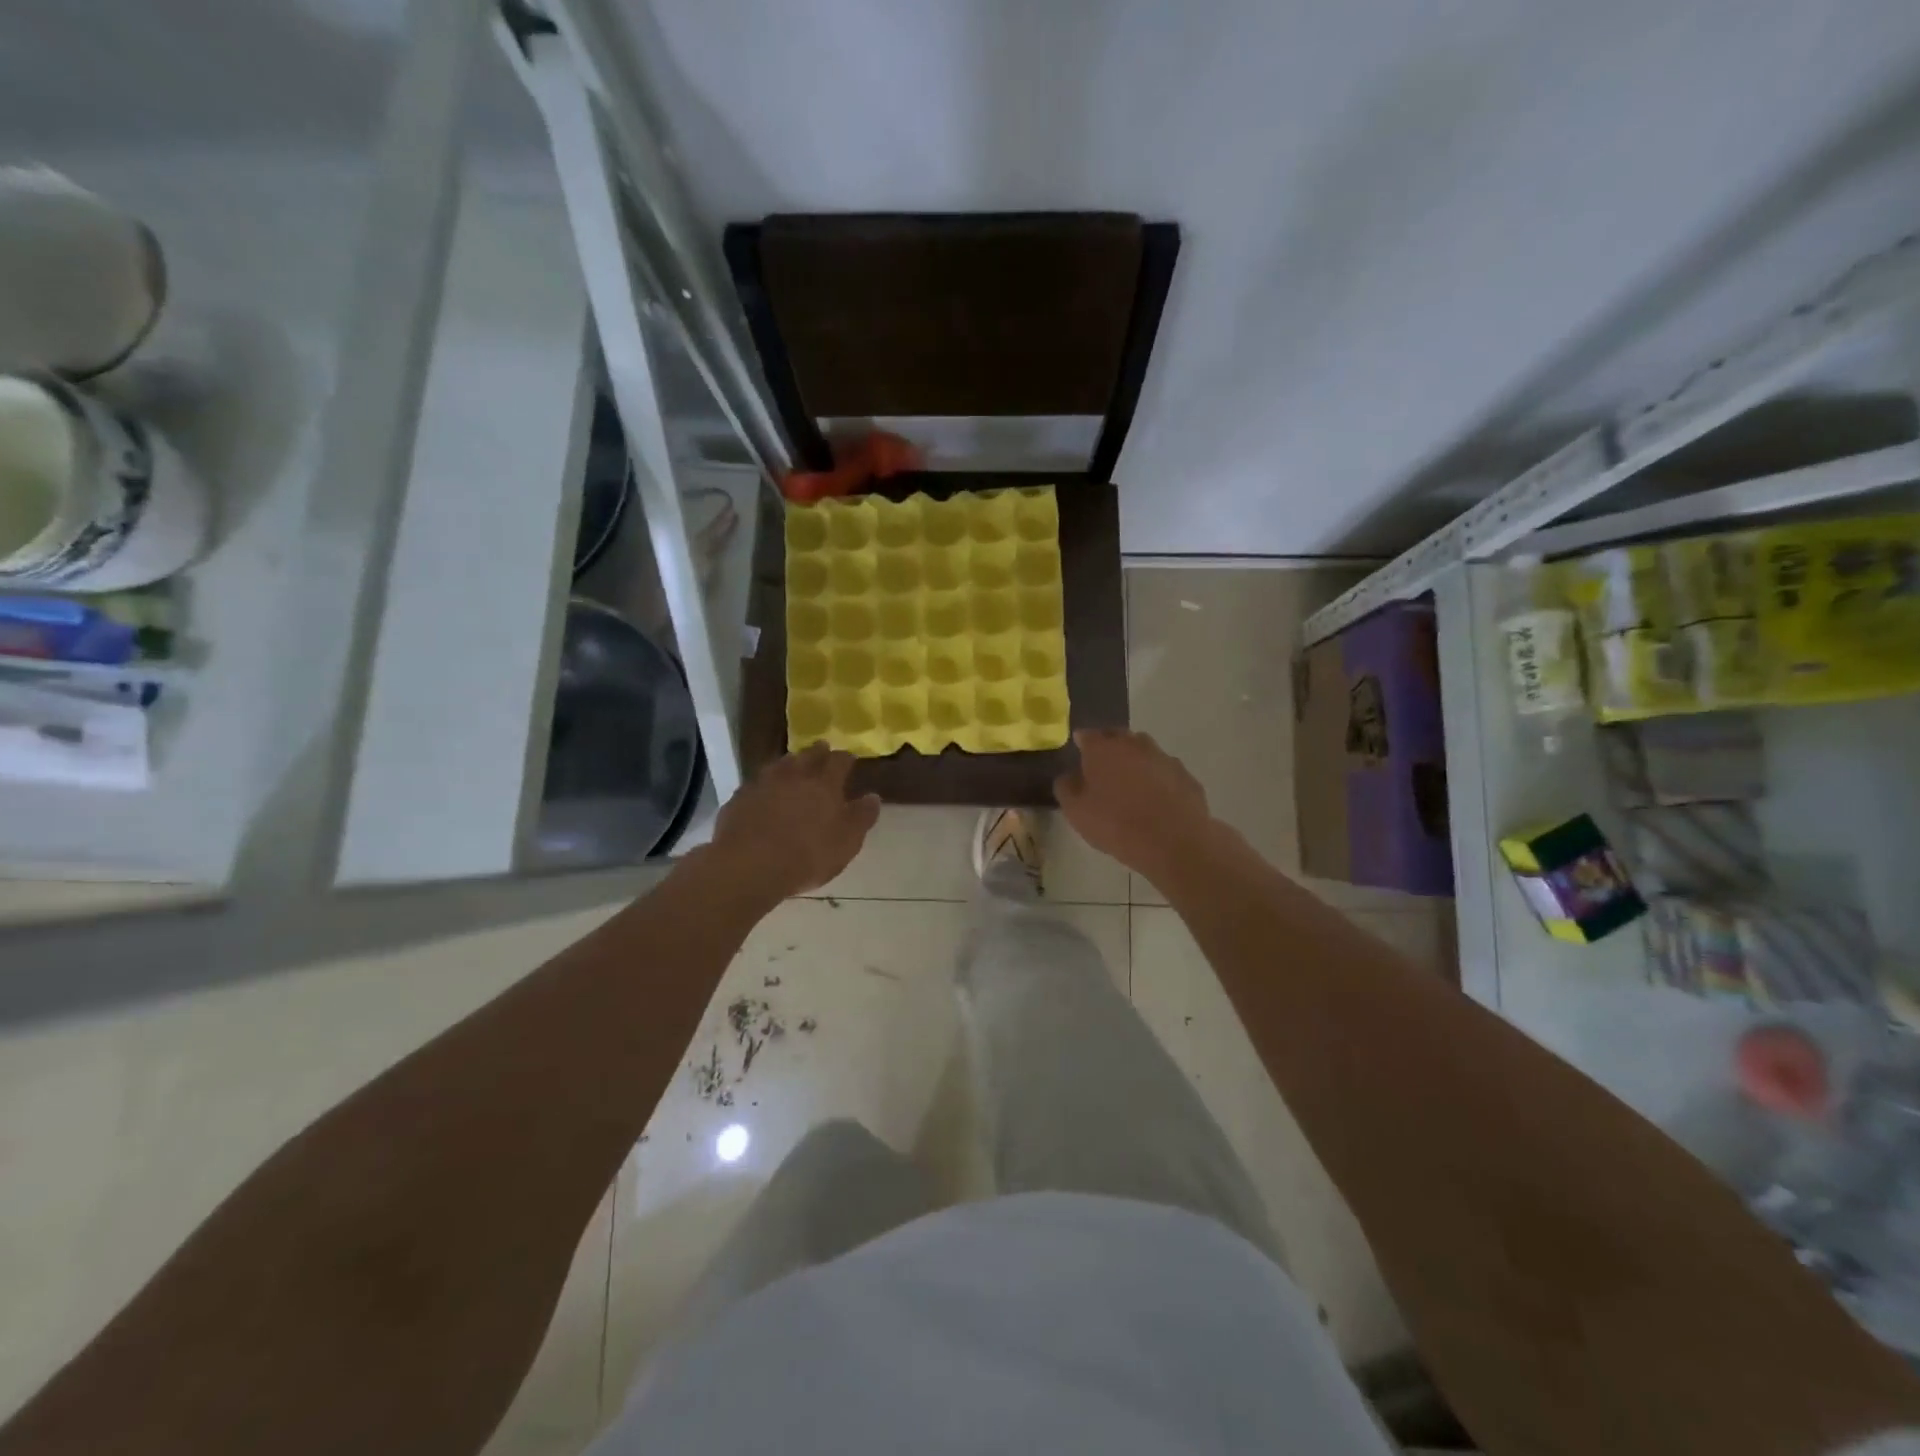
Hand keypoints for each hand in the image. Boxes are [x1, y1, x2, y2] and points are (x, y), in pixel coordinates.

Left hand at [708, 744, 880, 899]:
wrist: (748, 866)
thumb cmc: (806, 856)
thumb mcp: (846, 843)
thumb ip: (861, 818)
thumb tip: (873, 797)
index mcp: (824, 784)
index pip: (839, 761)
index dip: (846, 758)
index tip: (850, 758)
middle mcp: (794, 776)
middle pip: (808, 755)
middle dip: (818, 752)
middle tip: (822, 750)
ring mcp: (763, 783)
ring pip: (780, 764)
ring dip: (790, 763)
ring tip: (794, 766)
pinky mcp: (739, 797)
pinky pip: (757, 783)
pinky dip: (765, 784)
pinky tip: (764, 792)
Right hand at [1054, 729, 1217, 884]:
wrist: (1174, 842)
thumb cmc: (1116, 824)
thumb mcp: (1076, 811)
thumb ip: (1066, 788)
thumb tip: (1069, 776)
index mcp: (1103, 749)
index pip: (1088, 735)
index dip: (1082, 743)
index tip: (1079, 753)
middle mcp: (1134, 744)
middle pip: (1118, 738)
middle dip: (1110, 748)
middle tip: (1104, 769)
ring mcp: (1164, 758)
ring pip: (1144, 753)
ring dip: (1136, 763)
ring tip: (1131, 786)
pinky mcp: (1186, 776)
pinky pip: (1165, 773)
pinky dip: (1158, 780)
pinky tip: (1156, 801)